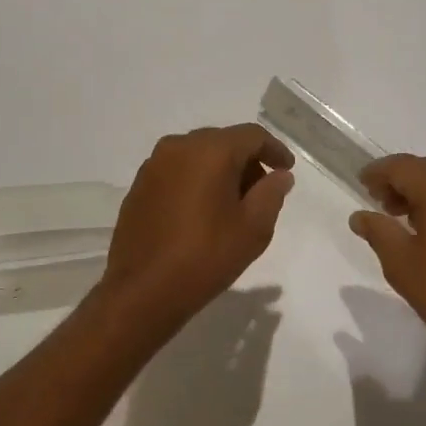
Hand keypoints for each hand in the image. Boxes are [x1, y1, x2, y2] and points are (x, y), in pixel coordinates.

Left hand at [101, 124, 295, 329]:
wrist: (143, 290)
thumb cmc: (205, 257)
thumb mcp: (253, 228)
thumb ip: (271, 194)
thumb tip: (279, 175)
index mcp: (210, 151)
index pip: (252, 135)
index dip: (274, 150)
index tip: (286, 170)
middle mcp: (178, 146)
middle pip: (223, 141)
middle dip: (246, 161)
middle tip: (262, 192)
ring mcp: (154, 165)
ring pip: (198, 155)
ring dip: (219, 171)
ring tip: (232, 205)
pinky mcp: (139, 185)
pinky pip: (177, 171)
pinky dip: (196, 181)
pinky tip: (201, 212)